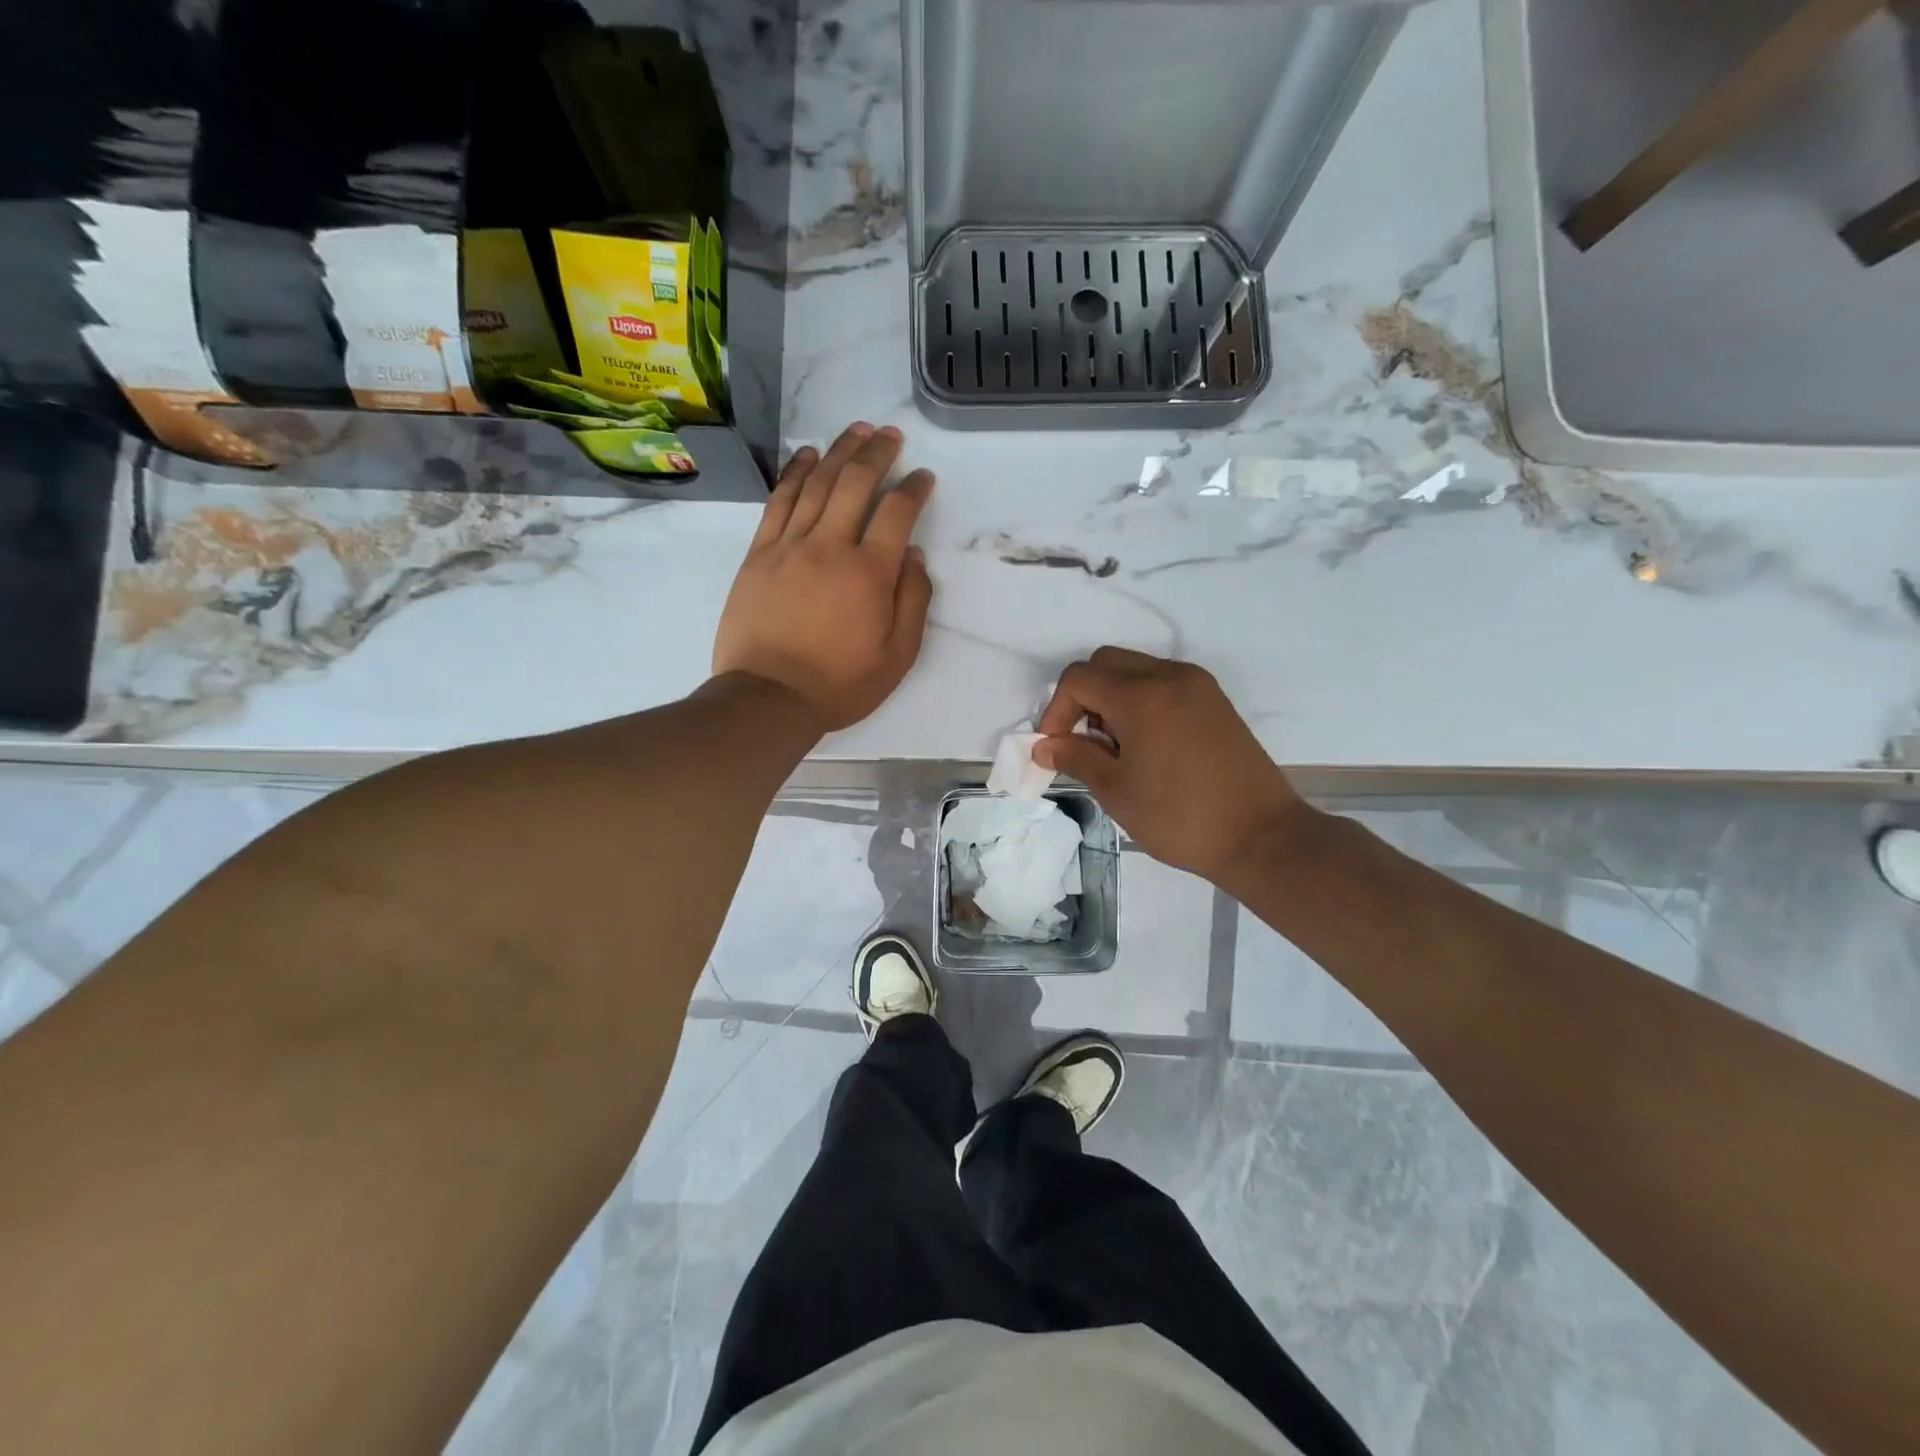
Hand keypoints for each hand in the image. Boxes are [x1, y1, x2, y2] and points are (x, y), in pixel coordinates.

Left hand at [713, 422, 934, 731]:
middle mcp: (830, 546)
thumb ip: (913, 602)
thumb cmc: (840, 684)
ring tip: (856, 431)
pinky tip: (807, 456)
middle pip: (855, 483)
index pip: (897, 513)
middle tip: (891, 435)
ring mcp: (789, 545)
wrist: (769, 697)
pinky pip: (779, 501)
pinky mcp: (759, 553)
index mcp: (870, 573)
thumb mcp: (897, 656)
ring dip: (839, 452)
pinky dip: (795, 473)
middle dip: (877, 453)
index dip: (914, 488)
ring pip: (817, 483)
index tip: (923, 477)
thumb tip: (913, 556)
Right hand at [1032, 648, 1312, 884]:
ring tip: (1115, 748)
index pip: (1079, 678)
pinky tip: (1146, 744)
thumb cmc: (1179, 817)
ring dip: (1112, 697)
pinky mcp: (1215, 701)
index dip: (1056, 710)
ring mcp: (1197, 685)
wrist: (1261, 836)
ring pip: (1135, 669)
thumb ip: (1075, 758)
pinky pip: (1163, 683)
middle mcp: (1169, 676)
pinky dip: (1141, 701)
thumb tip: (1045, 745)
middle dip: (1082, 697)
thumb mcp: (1116, 791)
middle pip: (1106, 663)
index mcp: (1141, 695)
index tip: (1056, 748)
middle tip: (1083, 742)